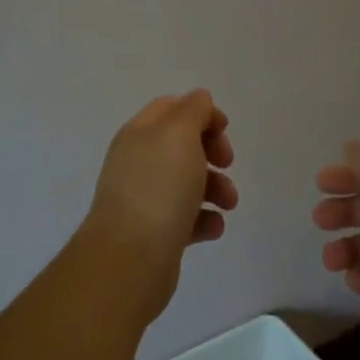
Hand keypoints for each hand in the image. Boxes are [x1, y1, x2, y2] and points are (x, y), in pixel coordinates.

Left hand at [86, 90, 237, 323]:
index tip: (224, 130)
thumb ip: (194, 110)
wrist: (130, 258)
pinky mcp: (154, 233)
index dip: (201, 113)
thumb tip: (200, 100)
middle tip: (227, 162)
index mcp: (139, 134)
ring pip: (187, 183)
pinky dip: (204, 219)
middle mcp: (137, 162)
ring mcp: (144, 199)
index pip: (171, 109)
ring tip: (228, 204)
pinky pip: (185, 219)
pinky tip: (213, 228)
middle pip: (181, 145)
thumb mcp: (180, 134)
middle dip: (212, 151)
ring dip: (215, 188)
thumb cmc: (159, 187)